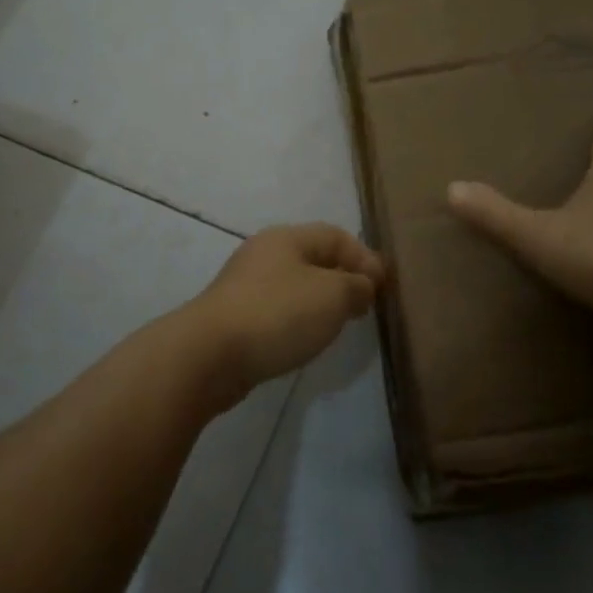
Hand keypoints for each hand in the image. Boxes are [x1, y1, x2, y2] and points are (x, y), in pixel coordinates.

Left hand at [184, 223, 385, 401]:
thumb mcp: (332, 295)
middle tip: (365, 305)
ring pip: (295, 285)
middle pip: (314, 258)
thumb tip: (362, 286)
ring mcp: (245, 286)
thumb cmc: (278, 314)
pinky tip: (305, 339)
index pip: (336, 236)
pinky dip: (298, 319)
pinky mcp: (235, 317)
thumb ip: (356, 286)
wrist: (209, 356)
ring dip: (321, 300)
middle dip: (344, 278)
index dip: (365, 257)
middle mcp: (264, 254)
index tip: (384, 288)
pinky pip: (278, 310)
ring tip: (339, 324)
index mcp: (287, 238)